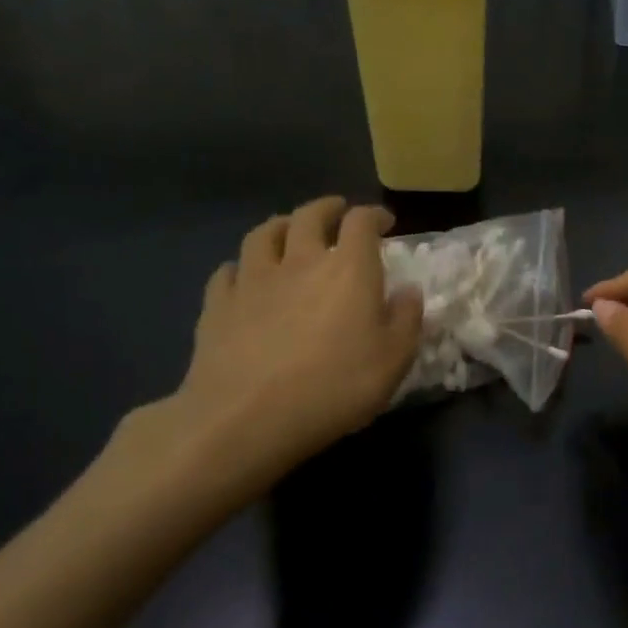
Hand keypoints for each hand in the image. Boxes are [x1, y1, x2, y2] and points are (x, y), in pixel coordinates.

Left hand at [123, 198, 422, 507]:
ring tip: (289, 230)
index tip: (385, 222)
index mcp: (349, 270)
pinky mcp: (217, 305)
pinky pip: (227, 271)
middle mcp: (300, 261)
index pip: (361, 222)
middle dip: (327, 208)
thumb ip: (407, 320)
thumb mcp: (394, 360)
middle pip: (309, 216)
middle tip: (337, 212)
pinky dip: (241, 266)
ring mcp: (252, 280)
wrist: (246, 418)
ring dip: (280, 225)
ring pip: (262, 234)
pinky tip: (244, 276)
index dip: (374, 215)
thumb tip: (409, 291)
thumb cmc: (335, 386)